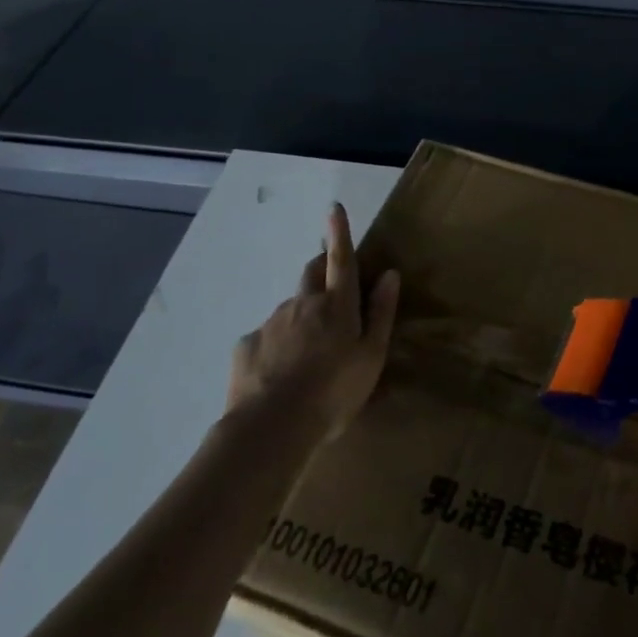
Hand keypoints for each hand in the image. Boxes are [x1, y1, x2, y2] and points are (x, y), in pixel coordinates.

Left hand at [226, 203, 400, 437]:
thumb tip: (390, 274)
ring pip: (290, 308)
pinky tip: (278, 376)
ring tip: (306, 356)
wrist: (271, 428)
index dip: (340, 233)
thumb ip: (381, 314)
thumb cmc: (334, 392)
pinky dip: (276, 347)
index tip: (334, 208)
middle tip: (330, 291)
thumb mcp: (371, 357)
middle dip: (320, 269)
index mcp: (337, 305)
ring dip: (300, 318)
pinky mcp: (247, 345)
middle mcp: (303, 304)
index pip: (341, 259)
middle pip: (311, 274)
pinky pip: (266, 337)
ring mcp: (271, 322)